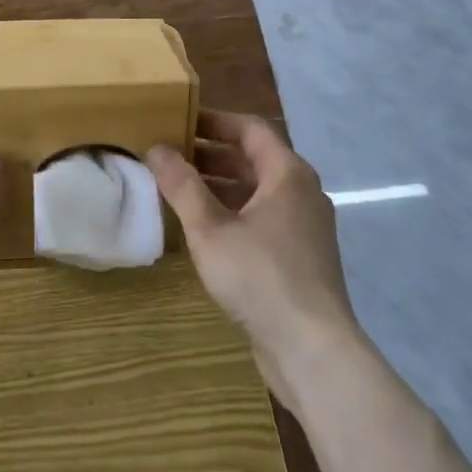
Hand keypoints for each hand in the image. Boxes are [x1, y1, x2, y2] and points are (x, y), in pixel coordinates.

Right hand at [149, 111, 361, 401]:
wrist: (314, 352)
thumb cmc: (262, 277)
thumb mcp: (211, 229)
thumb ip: (182, 186)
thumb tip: (157, 148)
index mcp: (287, 174)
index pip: (249, 128)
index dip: (214, 121)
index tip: (178, 120)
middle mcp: (301, 192)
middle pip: (253, 158)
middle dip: (211, 154)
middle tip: (170, 154)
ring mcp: (304, 227)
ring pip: (256, 191)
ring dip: (219, 185)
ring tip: (177, 188)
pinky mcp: (300, 257)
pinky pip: (262, 218)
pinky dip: (233, 212)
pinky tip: (203, 229)